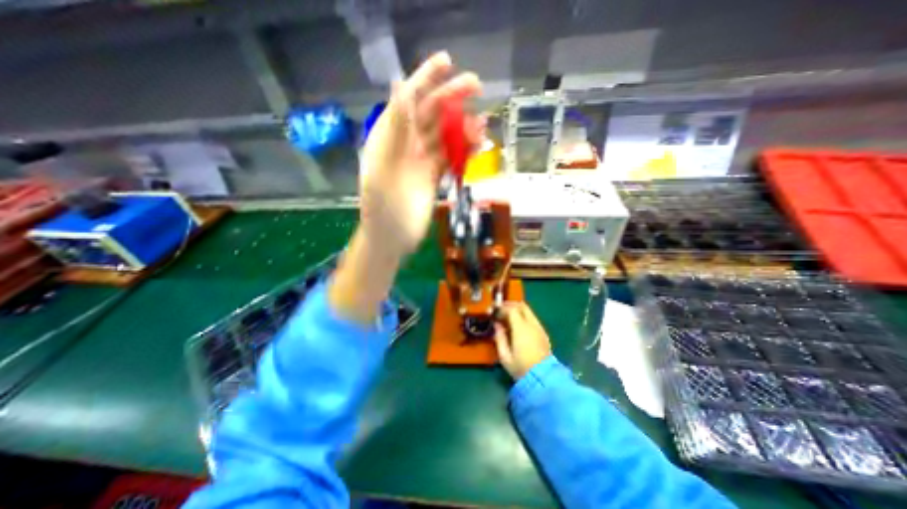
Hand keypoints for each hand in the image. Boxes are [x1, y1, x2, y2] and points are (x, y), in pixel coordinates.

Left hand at [358, 51, 481, 256]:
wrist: (392, 239)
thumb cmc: (383, 209)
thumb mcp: (383, 169)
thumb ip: (394, 131)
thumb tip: (400, 87)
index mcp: (389, 137)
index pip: (408, 100)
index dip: (426, 78)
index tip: (448, 62)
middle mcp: (406, 144)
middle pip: (431, 113)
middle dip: (452, 97)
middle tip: (477, 86)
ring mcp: (421, 160)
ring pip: (445, 135)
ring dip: (463, 127)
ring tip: (481, 126)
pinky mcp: (433, 176)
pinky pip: (451, 157)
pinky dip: (464, 150)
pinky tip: (477, 146)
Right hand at [495, 299, 551, 379]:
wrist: (543, 379)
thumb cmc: (521, 368)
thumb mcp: (504, 356)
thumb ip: (499, 338)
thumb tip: (497, 325)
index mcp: (521, 329)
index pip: (511, 310)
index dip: (502, 308)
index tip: (494, 311)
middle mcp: (532, 325)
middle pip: (522, 306)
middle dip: (510, 305)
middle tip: (501, 309)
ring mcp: (539, 328)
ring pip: (528, 311)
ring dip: (518, 310)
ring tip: (508, 316)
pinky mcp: (543, 334)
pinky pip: (533, 319)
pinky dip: (524, 316)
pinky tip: (518, 325)